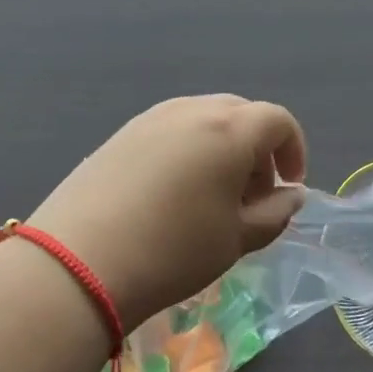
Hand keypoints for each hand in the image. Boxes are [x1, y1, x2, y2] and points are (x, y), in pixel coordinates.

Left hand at [26, 96, 307, 328]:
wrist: (79, 262)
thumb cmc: (174, 251)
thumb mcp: (237, 239)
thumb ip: (275, 212)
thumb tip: (291, 194)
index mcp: (230, 128)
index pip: (278, 121)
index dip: (293, 150)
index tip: (288, 187)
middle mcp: (192, 109)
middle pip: (241, 114)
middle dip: (257, 150)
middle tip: (251, 196)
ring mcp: (152, 117)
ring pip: (204, 119)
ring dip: (222, 149)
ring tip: (212, 197)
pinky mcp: (122, 133)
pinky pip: (171, 130)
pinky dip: (188, 151)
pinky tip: (172, 194)